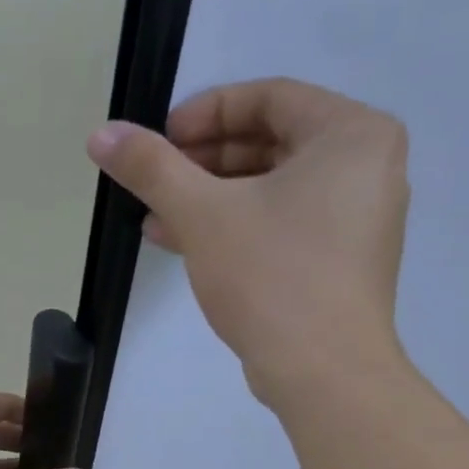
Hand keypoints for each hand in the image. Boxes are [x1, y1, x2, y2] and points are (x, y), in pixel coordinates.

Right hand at [86, 77, 410, 395]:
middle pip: (270, 141)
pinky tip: (182, 242)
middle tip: (154, 178)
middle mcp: (366, 166)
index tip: (160, 139)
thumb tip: (101, 134)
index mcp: (352, 134)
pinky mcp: (340, 260)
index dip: (205, 112)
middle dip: (202, 161)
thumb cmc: (271, 275)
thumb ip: (151, 167)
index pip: (269, 97)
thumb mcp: (202, 213)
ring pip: (271, 187)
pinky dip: (235, 225)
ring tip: (154, 216)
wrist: (323, 371)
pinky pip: (282, 222)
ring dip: (209, 197)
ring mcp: (357, 217)